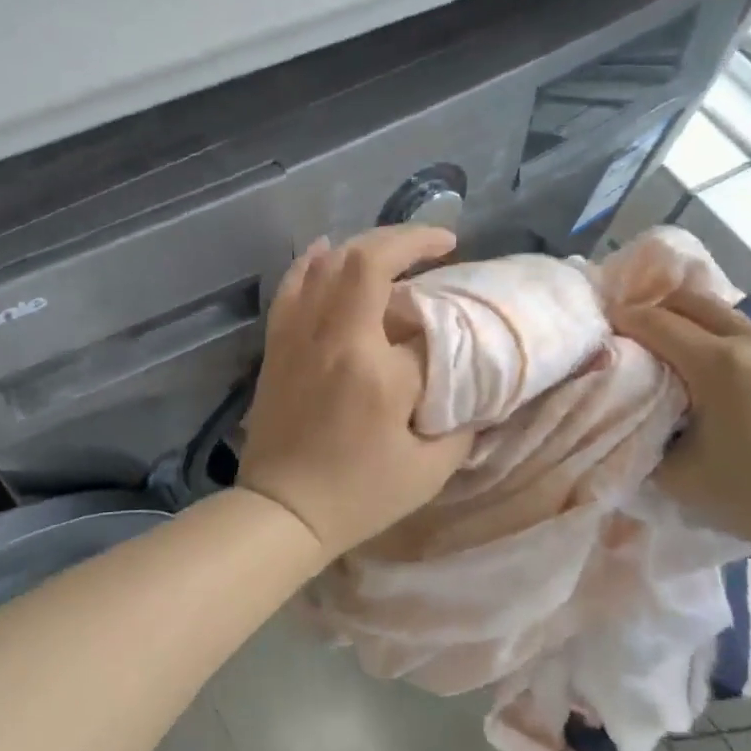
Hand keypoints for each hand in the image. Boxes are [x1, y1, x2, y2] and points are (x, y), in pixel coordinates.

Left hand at [238, 226, 473, 560]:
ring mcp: (298, 336)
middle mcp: (333, 337)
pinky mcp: (277, 345)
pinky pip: (290, 287)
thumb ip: (462, 425)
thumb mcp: (428, 470)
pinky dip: (310, 261)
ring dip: (366, 244)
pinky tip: (326, 247)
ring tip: (397, 249)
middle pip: (368, 259)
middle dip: (409, 239)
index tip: (465, 324)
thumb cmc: (358, 496)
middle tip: (440, 243)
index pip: (424, 321)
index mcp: (376, 369)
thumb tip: (473, 392)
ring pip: (328, 264)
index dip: (451, 318)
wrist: (281, 510)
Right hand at [614, 291, 750, 559]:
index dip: (626, 320)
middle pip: (699, 302)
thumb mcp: (677, 475)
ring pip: (748, 327)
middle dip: (664, 309)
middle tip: (649, 332)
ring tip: (721, 378)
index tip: (611, 325)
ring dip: (721, 341)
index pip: (656, 323)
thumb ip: (649, 435)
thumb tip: (640, 414)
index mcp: (720, 364)